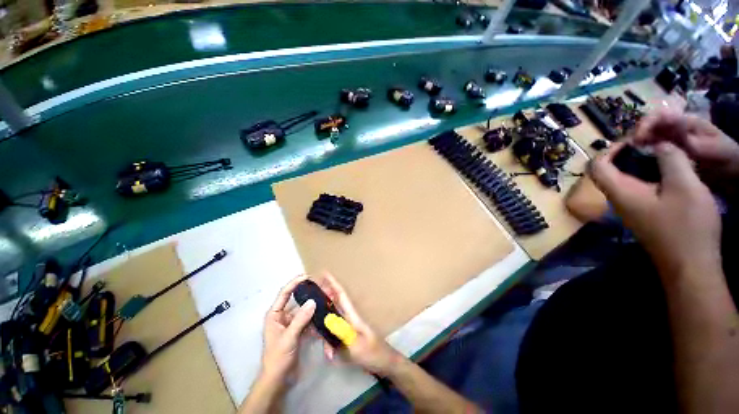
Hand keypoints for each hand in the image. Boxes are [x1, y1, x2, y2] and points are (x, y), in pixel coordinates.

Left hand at [260, 275, 315, 381]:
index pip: (283, 295)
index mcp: (273, 315)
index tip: (307, 277)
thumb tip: (312, 301)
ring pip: (302, 316)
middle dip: (307, 298)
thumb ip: (300, 319)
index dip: (294, 284)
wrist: (278, 375)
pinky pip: (306, 326)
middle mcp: (281, 319)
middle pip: (295, 304)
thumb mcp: (289, 336)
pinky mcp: (296, 337)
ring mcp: (289, 328)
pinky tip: (324, 321)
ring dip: (312, 312)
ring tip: (327, 304)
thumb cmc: (278, 355)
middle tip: (322, 291)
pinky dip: (314, 324)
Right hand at [314, 273, 400, 376]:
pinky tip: (329, 354)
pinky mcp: (351, 342)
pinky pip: (335, 338)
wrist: (388, 367)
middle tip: (307, 297)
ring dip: (323, 329)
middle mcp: (351, 322)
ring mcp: (351, 332)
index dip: (333, 284)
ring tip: (313, 332)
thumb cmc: (374, 354)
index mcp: (354, 318)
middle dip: (322, 300)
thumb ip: (341, 331)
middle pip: (335, 306)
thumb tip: (325, 318)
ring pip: (332, 324)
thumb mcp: (356, 344)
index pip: (342, 297)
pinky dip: (330, 344)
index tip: (322, 272)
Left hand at [590, 142, 721, 275]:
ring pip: (642, 183)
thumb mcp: (681, 179)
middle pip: (621, 173)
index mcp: (626, 197)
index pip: (598, 167)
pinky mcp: (660, 228)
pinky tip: (682, 172)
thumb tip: (659, 148)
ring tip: (672, 149)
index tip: (635, 137)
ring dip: (654, 164)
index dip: (611, 147)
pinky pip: (657, 196)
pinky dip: (665, 180)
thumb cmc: (690, 228)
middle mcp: (630, 210)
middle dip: (637, 151)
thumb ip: (667, 154)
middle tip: (658, 138)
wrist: (698, 279)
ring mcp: (646, 222)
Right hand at [632, 111, 738, 179]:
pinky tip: (653, 181)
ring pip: (662, 148)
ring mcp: (686, 151)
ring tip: (636, 168)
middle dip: (643, 139)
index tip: (636, 140)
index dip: (647, 124)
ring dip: (648, 154)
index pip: (662, 117)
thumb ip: (695, 142)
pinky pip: (670, 166)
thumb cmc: (727, 157)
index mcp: (688, 124)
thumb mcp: (714, 149)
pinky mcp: (688, 168)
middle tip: (630, 156)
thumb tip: (672, 135)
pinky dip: (660, 170)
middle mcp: (683, 134)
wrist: (737, 176)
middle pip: (658, 132)